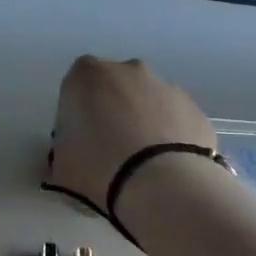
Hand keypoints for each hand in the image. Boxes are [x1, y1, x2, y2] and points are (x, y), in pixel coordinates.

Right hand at [46, 56, 215, 209]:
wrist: (163, 185)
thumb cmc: (98, 168)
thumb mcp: (60, 166)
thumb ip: (63, 152)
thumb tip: (71, 156)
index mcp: (87, 75)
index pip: (75, 87)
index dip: (76, 114)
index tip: (78, 141)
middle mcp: (128, 70)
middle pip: (114, 88)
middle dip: (111, 112)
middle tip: (109, 152)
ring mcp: (166, 87)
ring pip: (147, 102)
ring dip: (142, 123)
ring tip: (141, 165)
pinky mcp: (195, 109)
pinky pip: (174, 120)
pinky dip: (168, 137)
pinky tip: (165, 168)